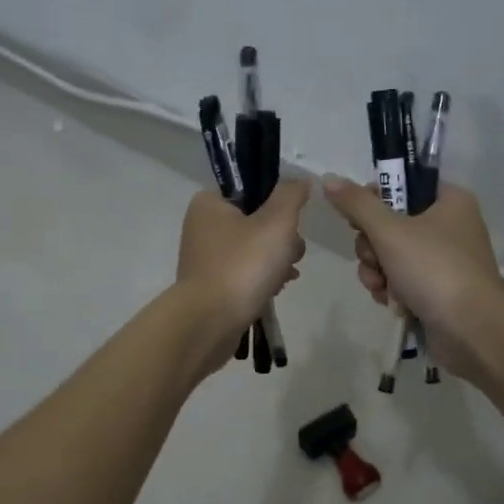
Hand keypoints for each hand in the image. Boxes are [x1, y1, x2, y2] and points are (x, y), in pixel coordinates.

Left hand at [175, 180, 309, 362]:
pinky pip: (245, 274)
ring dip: (276, 261)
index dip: (278, 205)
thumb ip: (291, 195)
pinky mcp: (212, 286)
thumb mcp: (276, 222)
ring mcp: (206, 258)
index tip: (292, 223)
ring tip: (285, 277)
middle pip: (257, 221)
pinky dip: (263, 280)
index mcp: (209, 203)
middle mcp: (202, 227)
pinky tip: (275, 290)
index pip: (252, 190)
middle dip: (282, 239)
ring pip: (254, 250)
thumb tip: (301, 181)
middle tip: (290, 254)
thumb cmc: (243, 265)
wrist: (210, 323)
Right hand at [322, 176, 503, 378]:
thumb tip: (329, 179)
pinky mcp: (439, 290)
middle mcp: (450, 226)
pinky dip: (393, 291)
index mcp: (450, 201)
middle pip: (392, 224)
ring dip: (378, 272)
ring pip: (392, 256)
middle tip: (374, 259)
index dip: (375, 201)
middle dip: (372, 248)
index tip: (358, 220)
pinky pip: (403, 281)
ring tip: (383, 288)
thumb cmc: (433, 269)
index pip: (403, 186)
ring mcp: (445, 261)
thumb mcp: (390, 231)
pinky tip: (393, 303)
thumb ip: (357, 204)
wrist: (471, 330)